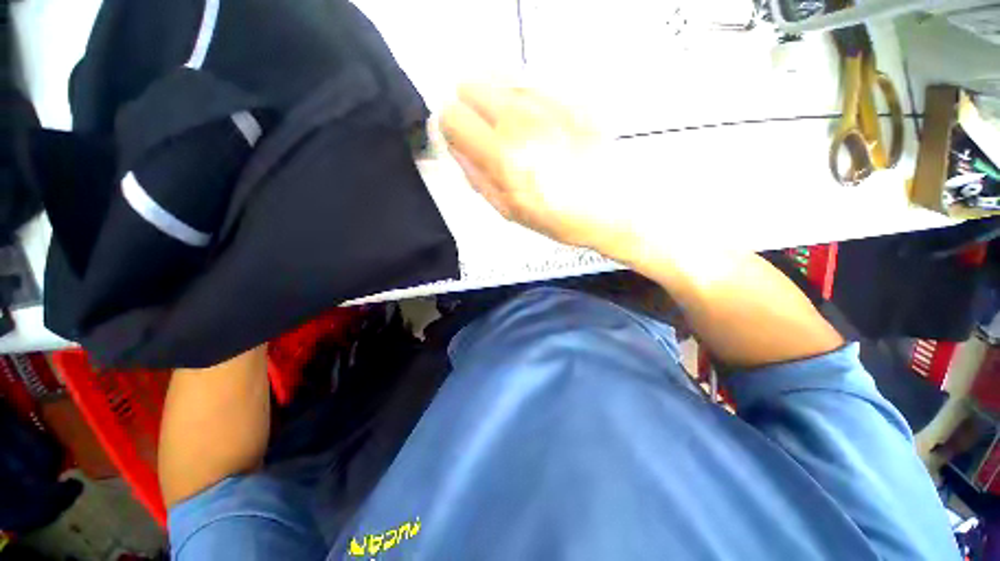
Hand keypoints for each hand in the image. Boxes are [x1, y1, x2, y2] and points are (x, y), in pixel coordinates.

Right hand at [440, 84, 638, 258]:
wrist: (612, 207)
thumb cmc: (560, 217)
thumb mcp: (509, 210)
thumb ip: (475, 176)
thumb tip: (456, 147)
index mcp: (504, 155)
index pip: (452, 116)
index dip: (452, 130)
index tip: (463, 142)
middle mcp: (522, 119)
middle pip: (469, 85)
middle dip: (470, 110)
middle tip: (487, 136)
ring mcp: (549, 102)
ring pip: (497, 74)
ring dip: (495, 99)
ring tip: (512, 129)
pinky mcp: (570, 95)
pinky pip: (530, 80)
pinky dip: (522, 96)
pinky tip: (537, 122)